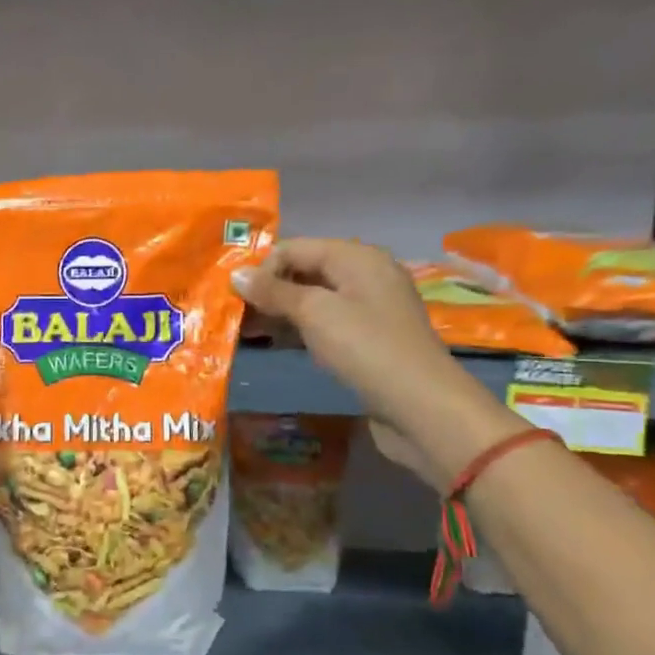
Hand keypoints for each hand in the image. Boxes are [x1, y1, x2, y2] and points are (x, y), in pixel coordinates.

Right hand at [234, 239, 491, 486]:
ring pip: (312, 300)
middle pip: (304, 271)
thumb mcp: (315, 313)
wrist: (422, 407)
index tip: (232, 295)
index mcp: (356, 257)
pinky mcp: (367, 340)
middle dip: (267, 290)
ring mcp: (368, 309)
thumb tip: (236, 274)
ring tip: (244, 330)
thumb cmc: (365, 348)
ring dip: (278, 312)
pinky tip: (273, 343)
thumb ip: (274, 291)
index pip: (295, 248)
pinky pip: (324, 323)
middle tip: (232, 314)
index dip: (262, 267)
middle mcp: (364, 275)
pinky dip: (298, 329)